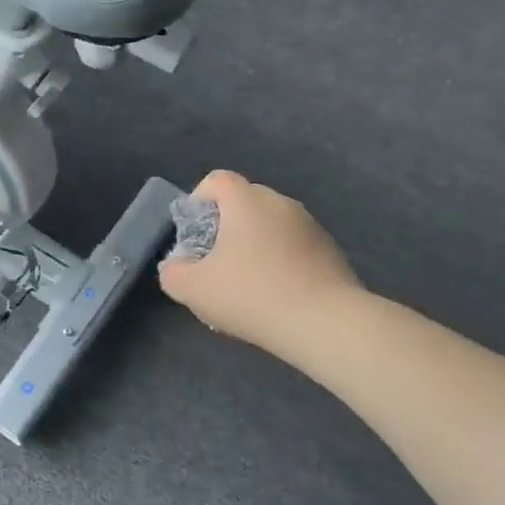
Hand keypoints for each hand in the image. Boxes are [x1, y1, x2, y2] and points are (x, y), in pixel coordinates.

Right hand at [158, 170, 363, 357]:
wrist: (327, 325)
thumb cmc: (252, 295)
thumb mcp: (193, 289)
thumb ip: (173, 272)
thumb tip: (176, 265)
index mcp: (247, 201)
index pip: (216, 180)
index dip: (198, 201)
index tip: (195, 236)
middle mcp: (280, 203)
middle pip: (244, 202)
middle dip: (225, 227)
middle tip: (216, 263)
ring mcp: (311, 226)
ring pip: (270, 226)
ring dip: (254, 246)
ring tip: (247, 286)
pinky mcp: (332, 251)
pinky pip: (293, 247)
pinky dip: (280, 262)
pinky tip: (277, 297)